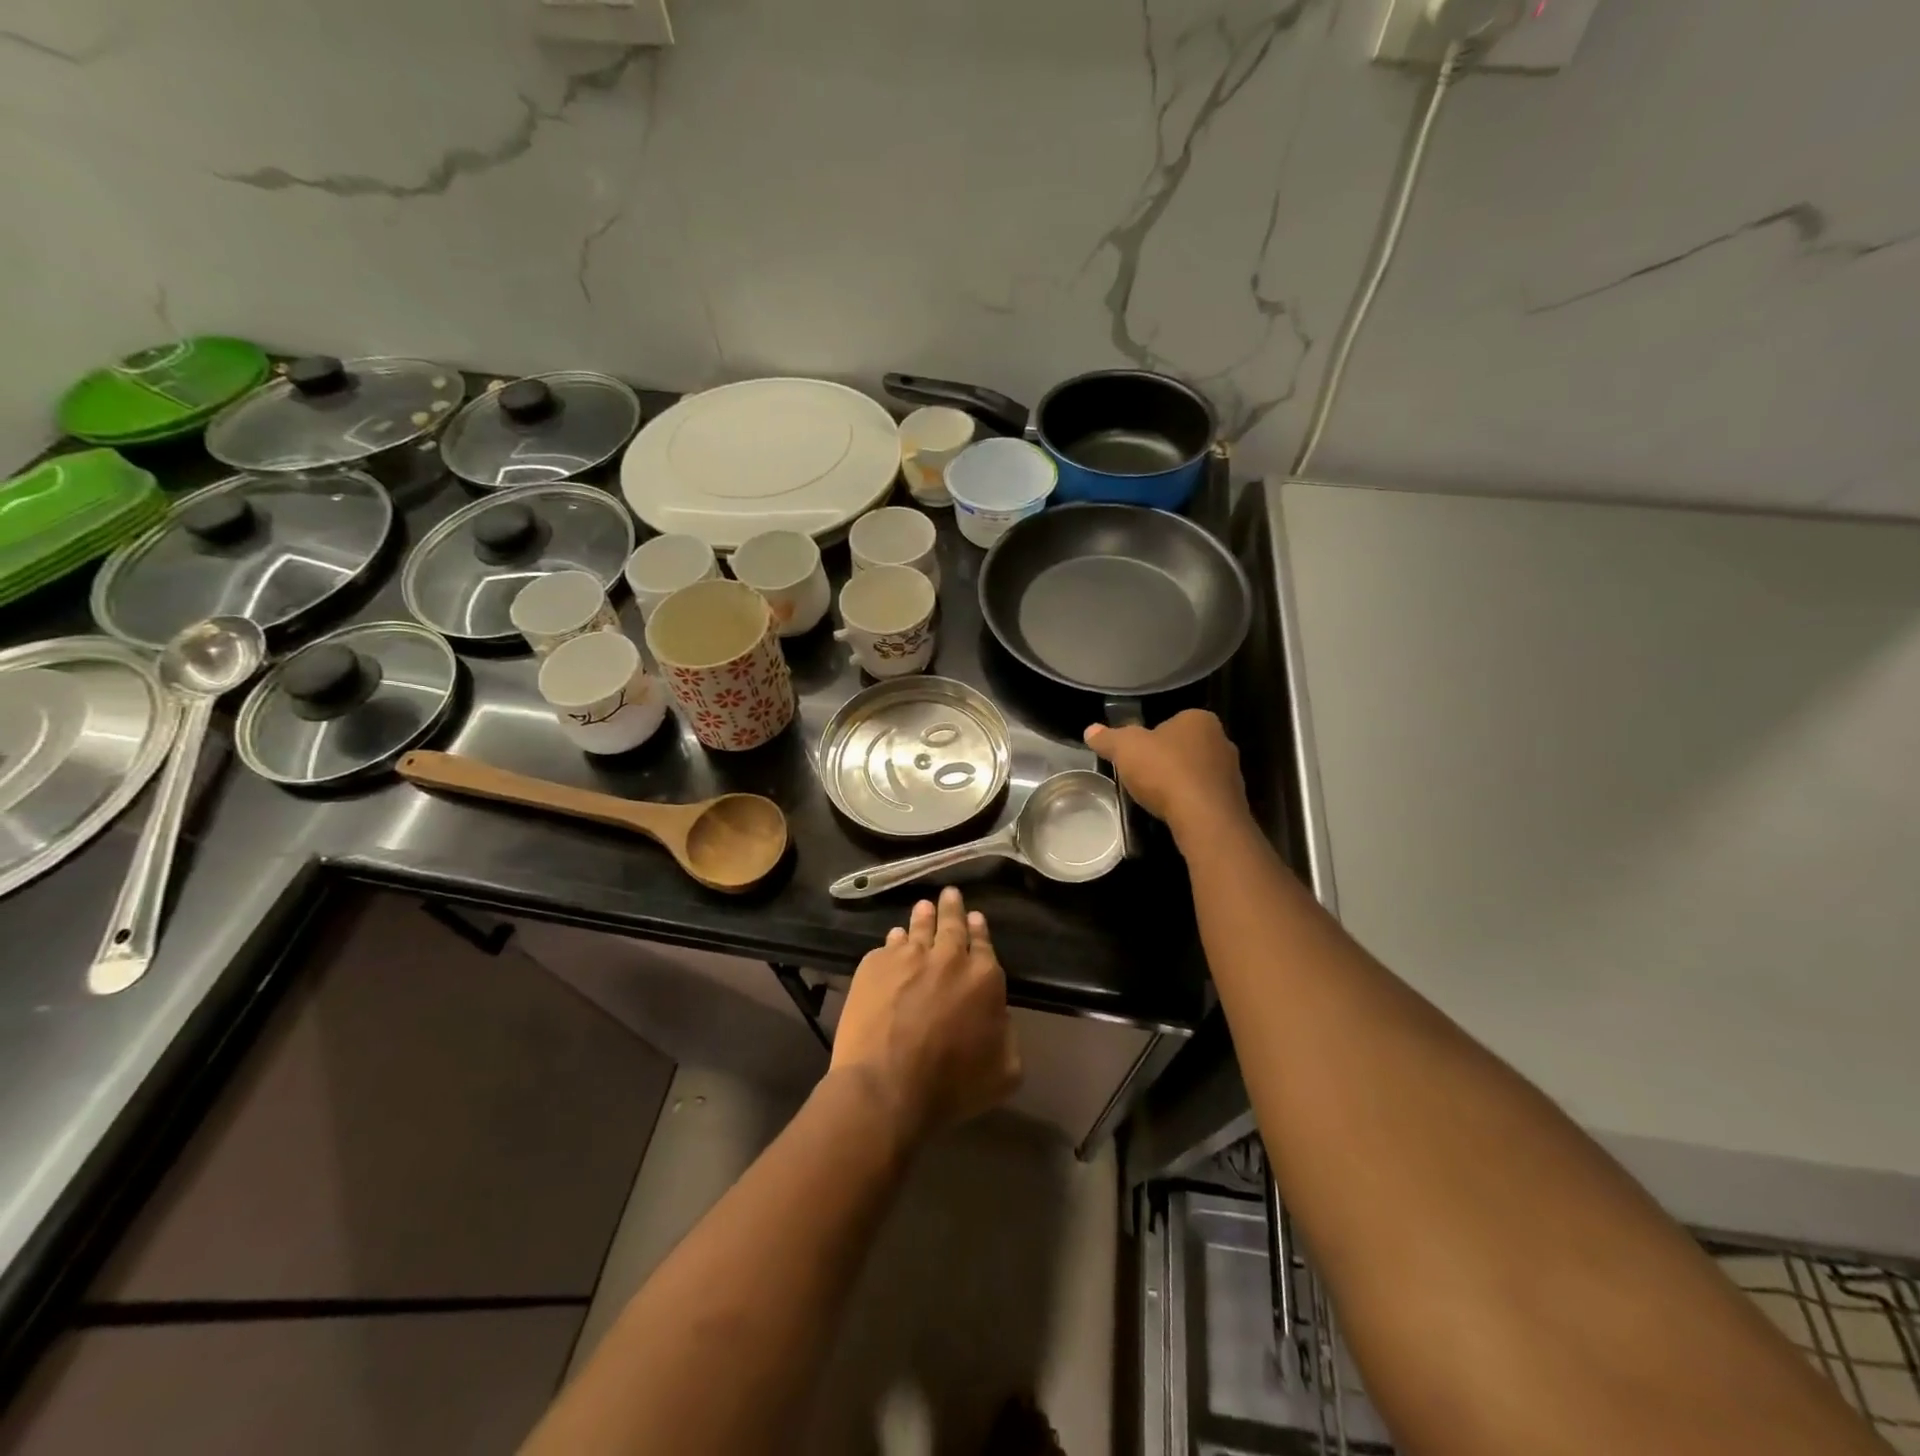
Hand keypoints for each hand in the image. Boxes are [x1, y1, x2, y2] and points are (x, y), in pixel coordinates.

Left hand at [831, 887, 1021, 1146]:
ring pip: (918, 927)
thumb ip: (1007, 1036)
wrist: (886, 1086)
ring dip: (923, 915)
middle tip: (950, 893)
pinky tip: (893, 939)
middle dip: (952, 908)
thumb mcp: (1004, 1071)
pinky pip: (888, 945)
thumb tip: (998, 1018)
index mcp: (984, 978)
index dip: (979, 930)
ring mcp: (907, 957)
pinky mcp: (874, 965)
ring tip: (924, 906)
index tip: (976, 918)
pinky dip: (894, 940)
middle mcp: (948, 957)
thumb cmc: (951, 1086)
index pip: (983, 944)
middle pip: (951, 924)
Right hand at [1085, 709, 1248, 841]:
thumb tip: (1090, 730)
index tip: (1136, 755)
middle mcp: (1222, 740)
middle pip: (1185, 747)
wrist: (1205, 819)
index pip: (1171, 721)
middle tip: (1143, 775)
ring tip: (1157, 798)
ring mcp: (1232, 772)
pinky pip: (1205, 797)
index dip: (1150, 737)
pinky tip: (1175, 813)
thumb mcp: (1125, 749)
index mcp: (1199, 719)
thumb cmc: (1165, 771)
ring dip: (1179, 783)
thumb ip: (1108, 738)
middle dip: (1166, 760)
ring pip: (1196, 773)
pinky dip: (1190, 803)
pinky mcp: (1234, 801)